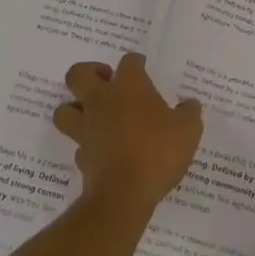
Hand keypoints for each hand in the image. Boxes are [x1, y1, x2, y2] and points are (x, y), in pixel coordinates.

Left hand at [53, 52, 202, 215]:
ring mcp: (86, 129)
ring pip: (64, 109)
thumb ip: (189, 113)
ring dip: (75, 109)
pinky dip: (87, 145)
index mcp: (128, 86)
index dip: (136, 63)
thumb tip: (190, 104)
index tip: (144, 69)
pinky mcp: (81, 157)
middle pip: (78, 74)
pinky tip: (102, 150)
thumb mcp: (188, 130)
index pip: (128, 61)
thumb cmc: (157, 151)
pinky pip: (78, 144)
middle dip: (89, 74)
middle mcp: (101, 101)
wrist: (124, 195)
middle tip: (107, 83)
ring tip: (95, 115)